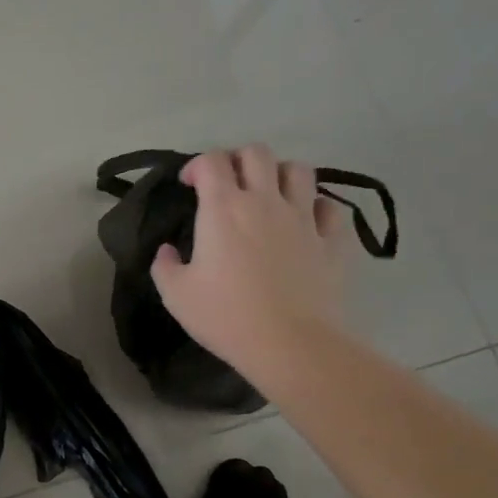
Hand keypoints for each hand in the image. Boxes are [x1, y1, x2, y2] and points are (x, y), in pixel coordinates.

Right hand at [150, 147, 353, 370]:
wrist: (289, 344)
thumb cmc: (225, 316)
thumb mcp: (176, 295)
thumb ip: (164, 266)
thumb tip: (167, 251)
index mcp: (223, 209)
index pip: (211, 162)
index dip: (196, 165)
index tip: (188, 184)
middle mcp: (265, 202)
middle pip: (257, 153)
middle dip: (238, 159)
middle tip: (228, 183)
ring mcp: (304, 219)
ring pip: (299, 170)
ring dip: (280, 174)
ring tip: (270, 195)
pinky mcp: (333, 241)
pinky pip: (331, 207)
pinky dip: (317, 207)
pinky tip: (306, 222)